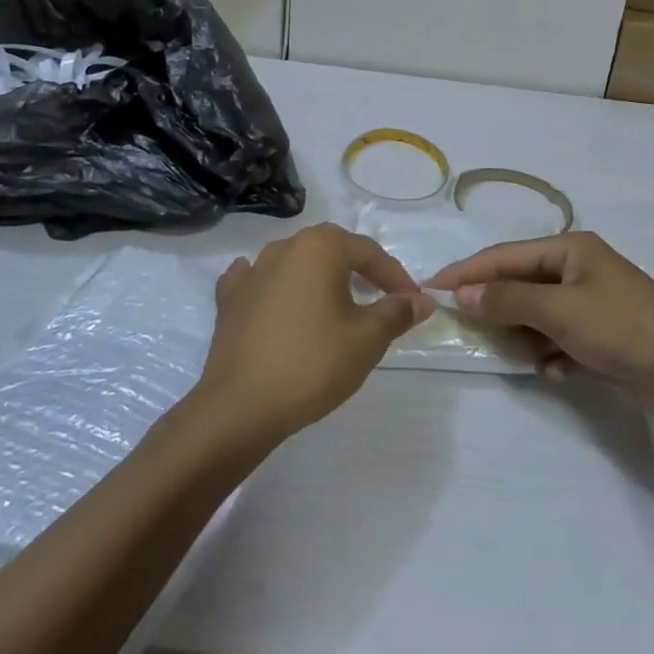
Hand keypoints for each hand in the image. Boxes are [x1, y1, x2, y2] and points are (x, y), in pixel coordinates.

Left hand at [192, 223, 432, 442]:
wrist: (240, 406)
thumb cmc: (312, 364)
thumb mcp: (367, 339)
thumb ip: (397, 313)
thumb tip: (424, 300)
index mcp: (321, 247)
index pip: (369, 252)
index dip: (395, 277)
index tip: (412, 302)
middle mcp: (285, 246)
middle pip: (332, 249)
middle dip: (359, 270)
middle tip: (379, 298)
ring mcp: (252, 270)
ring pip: (296, 262)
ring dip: (319, 277)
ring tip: (336, 304)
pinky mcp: (230, 298)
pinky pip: (258, 280)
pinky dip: (275, 286)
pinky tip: (277, 298)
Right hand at [424, 233, 653, 427]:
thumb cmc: (623, 328)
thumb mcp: (560, 310)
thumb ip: (509, 300)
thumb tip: (465, 292)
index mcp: (571, 249)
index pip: (506, 255)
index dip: (468, 270)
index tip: (432, 286)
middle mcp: (580, 271)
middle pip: (522, 284)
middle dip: (499, 307)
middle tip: (467, 327)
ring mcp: (594, 305)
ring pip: (540, 316)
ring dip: (528, 336)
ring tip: (523, 355)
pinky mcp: (605, 339)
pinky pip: (562, 342)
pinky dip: (555, 356)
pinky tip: (560, 372)